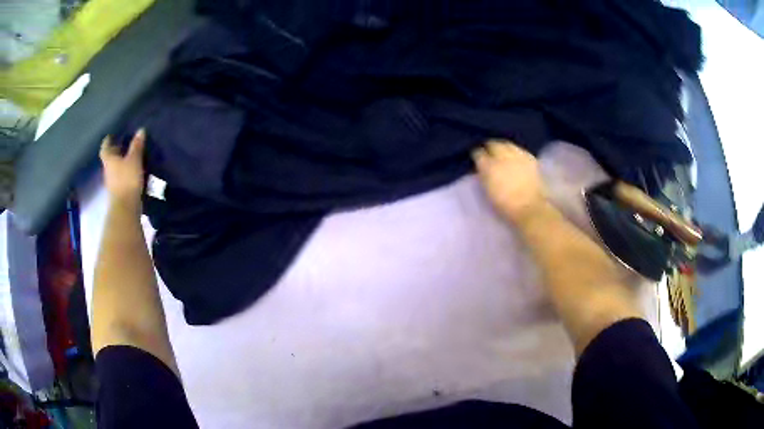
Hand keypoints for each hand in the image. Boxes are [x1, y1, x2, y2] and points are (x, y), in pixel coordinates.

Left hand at [100, 129, 145, 207]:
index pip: (105, 148)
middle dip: (114, 151)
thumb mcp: (134, 159)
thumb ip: (137, 146)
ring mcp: (112, 183)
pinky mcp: (118, 192)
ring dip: (119, 163)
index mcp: (109, 160)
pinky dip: (124, 174)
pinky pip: (119, 178)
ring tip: (129, 159)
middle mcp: (108, 170)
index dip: (107, 141)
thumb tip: (140, 130)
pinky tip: (131, 173)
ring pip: (114, 169)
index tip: (110, 136)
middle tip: (122, 145)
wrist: (125, 208)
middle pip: (109, 159)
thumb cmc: (127, 179)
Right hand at [473, 140, 548, 224]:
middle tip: (489, 152)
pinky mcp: (530, 158)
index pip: (478, 153)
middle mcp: (502, 156)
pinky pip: (519, 149)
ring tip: (502, 152)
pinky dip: (515, 151)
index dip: (477, 155)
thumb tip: (482, 167)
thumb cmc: (505, 205)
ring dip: (503, 147)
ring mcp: (517, 155)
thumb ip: (484, 175)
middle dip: (490, 147)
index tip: (477, 158)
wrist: (530, 208)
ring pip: (507, 144)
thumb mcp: (488, 191)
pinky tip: (515, 157)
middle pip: (493, 144)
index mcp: (488, 166)